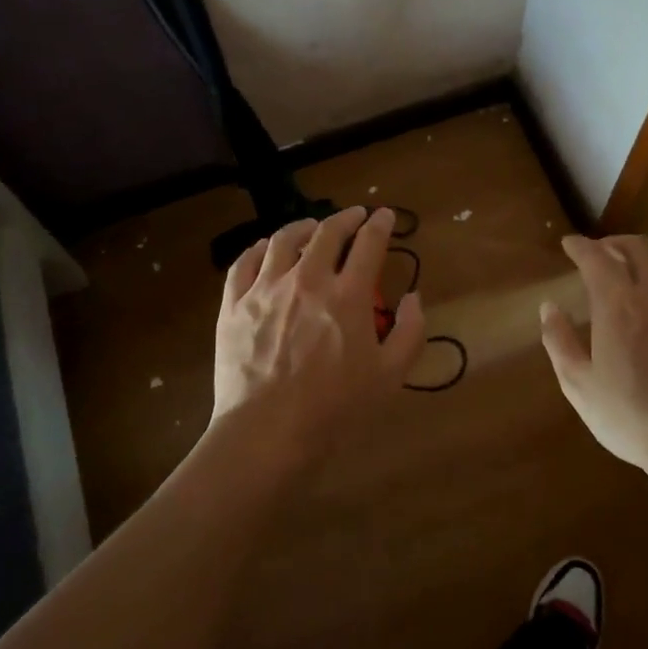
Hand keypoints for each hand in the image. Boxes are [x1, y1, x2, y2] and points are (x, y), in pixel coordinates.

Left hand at [210, 206, 425, 462]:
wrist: (268, 433)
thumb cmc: (335, 409)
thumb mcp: (390, 375)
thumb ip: (409, 331)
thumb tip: (414, 297)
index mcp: (348, 295)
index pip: (368, 244)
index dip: (380, 224)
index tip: (385, 215)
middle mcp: (306, 280)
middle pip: (327, 233)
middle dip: (345, 218)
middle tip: (354, 215)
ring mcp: (265, 289)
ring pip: (282, 240)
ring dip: (303, 226)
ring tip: (311, 227)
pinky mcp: (233, 305)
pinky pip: (244, 263)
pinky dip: (259, 248)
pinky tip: (266, 248)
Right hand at [538, 234, 647, 477]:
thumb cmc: (632, 419)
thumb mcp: (579, 386)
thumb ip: (559, 341)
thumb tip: (549, 307)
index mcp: (619, 304)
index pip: (596, 257)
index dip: (580, 246)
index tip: (569, 244)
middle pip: (636, 247)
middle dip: (613, 244)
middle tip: (599, 253)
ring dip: (643, 258)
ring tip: (632, 272)